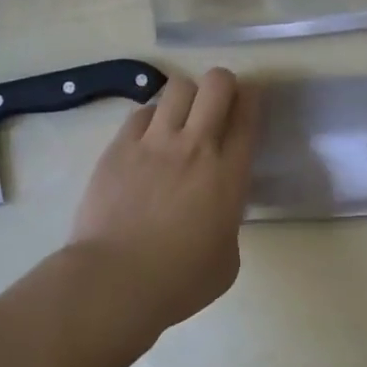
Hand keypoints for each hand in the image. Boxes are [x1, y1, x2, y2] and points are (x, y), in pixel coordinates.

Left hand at [69, 68, 259, 329]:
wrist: (114, 282)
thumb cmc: (179, 282)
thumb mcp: (227, 259)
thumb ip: (228, 221)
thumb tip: (216, 211)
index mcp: (228, 174)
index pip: (247, 114)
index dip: (252, 99)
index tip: (249, 103)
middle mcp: (195, 146)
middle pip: (216, 84)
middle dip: (222, 85)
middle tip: (218, 105)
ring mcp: (154, 142)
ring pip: (178, 87)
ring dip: (186, 98)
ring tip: (180, 120)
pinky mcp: (119, 147)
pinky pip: (141, 112)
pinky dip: (151, 119)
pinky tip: (148, 140)